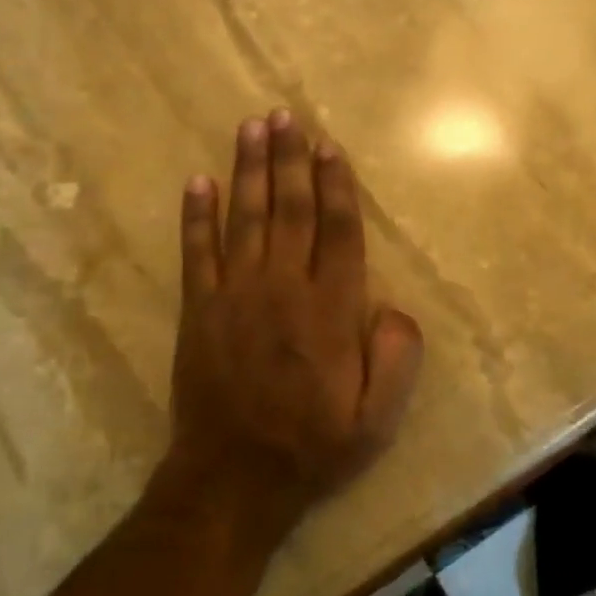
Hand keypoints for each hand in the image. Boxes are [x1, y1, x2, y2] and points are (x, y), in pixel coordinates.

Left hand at [166, 111, 423, 541]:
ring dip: (249, 169)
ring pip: (245, 218)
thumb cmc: (313, 446)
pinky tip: (198, 182)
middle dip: (290, 158)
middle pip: (291, 208)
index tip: (329, 146)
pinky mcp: (198, 310)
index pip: (338, 229)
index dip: (336, 184)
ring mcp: (235, 295)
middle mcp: (284, 288)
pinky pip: (197, 252)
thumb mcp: (378, 419)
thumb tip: (396, 307)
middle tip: (285, 115)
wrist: (233, 479)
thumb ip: (398, 358)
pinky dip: (196, 216)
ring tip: (251, 127)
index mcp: (331, 309)